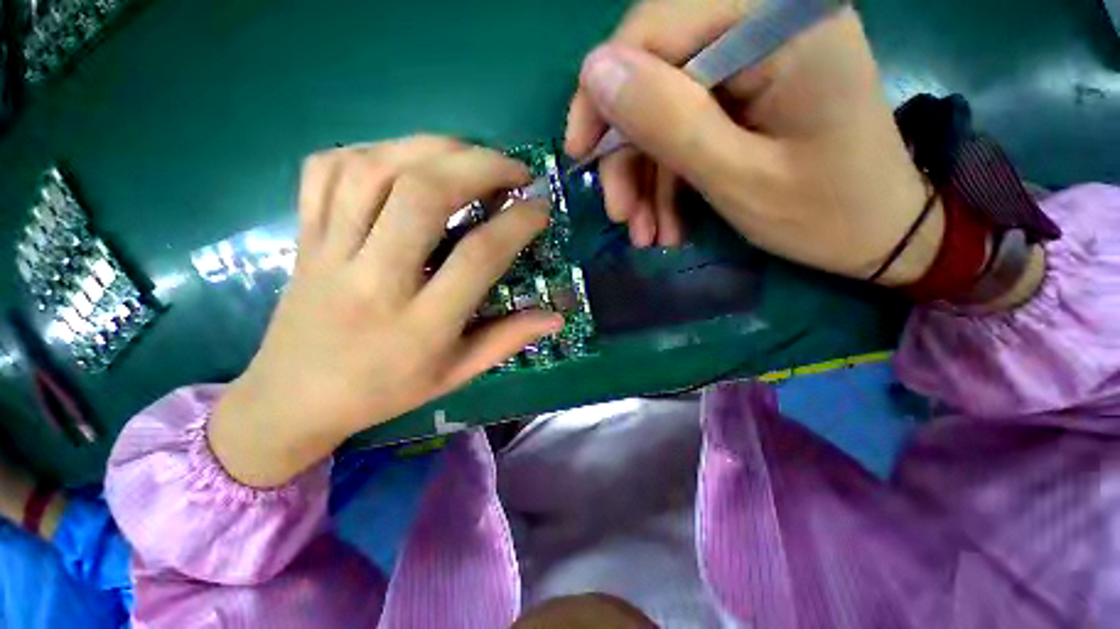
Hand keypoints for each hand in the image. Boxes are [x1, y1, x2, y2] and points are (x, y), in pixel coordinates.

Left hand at [211, 137, 562, 487]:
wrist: (294, 399)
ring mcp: (329, 252)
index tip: (540, 208)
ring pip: (374, 170)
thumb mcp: (456, 374)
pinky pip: (326, 170)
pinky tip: (403, 161)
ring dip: (432, 148)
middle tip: (513, 169)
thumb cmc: (385, 391)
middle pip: (423, 195)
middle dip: (479, 166)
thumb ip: (508, 340)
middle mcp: (373, 280)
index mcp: (419, 325)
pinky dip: (371, 150)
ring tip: (468, 155)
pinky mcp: (303, 236)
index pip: (478, 257)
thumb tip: (556, 318)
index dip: (517, 223)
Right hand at [566, 2, 942, 284]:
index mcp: (778, 22)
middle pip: (655, 74)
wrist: (877, 235)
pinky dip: (667, 181)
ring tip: (646, 234)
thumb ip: (668, 120)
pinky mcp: (746, 97)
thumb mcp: (738, 176)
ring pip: (664, 111)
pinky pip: (685, 130)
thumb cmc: (824, 213)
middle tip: (621, 215)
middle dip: (628, 154)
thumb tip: (595, 73)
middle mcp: (764, 24)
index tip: (579, 153)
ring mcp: (754, 63)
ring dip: (645, 179)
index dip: (604, 91)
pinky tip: (666, 224)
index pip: (655, 27)